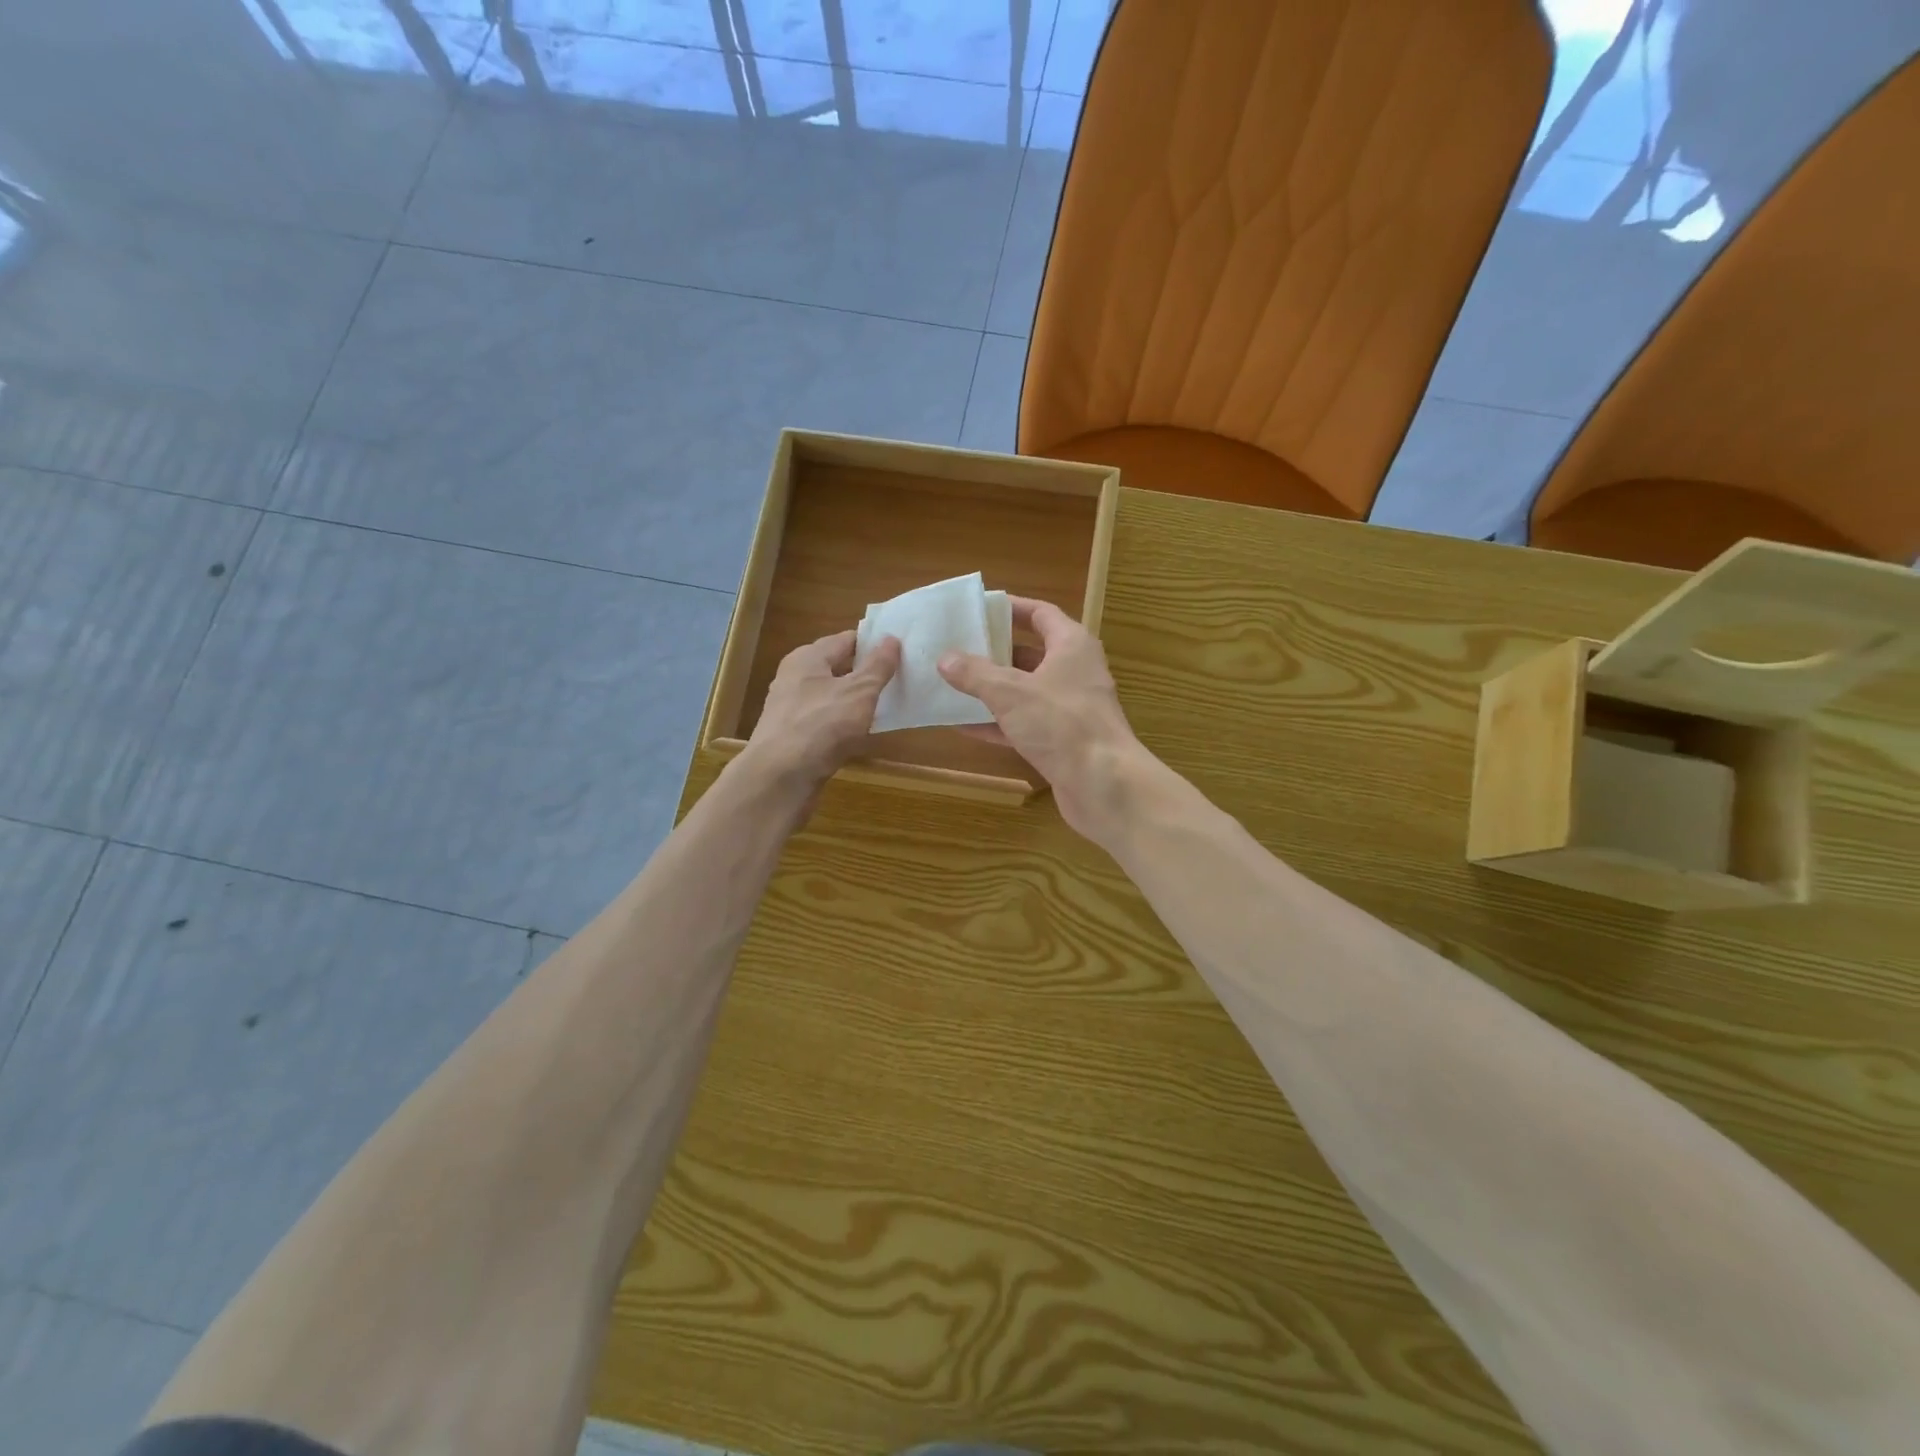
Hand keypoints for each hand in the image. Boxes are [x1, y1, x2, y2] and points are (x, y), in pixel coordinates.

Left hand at [744, 629, 900, 789]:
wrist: (781, 778)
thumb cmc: (822, 725)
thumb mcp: (859, 692)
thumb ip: (878, 666)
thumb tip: (892, 639)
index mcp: (807, 658)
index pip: (846, 639)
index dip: (873, 643)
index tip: (901, 649)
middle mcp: (795, 678)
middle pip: (837, 667)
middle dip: (866, 672)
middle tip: (901, 677)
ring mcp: (792, 709)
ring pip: (831, 697)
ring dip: (856, 700)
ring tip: (888, 705)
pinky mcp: (793, 737)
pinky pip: (826, 722)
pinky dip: (844, 724)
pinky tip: (863, 734)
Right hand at [937, 597, 1144, 840]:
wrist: (1104, 785)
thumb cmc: (1061, 724)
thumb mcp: (1010, 692)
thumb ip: (975, 673)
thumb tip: (945, 658)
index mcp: (1071, 646)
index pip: (1041, 614)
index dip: (1011, 608)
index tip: (978, 608)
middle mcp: (1074, 672)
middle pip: (1030, 653)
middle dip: (994, 652)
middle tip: (956, 648)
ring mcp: (1069, 709)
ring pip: (1025, 691)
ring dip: (992, 690)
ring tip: (952, 684)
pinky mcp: (1062, 741)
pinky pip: (1024, 724)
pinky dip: (997, 723)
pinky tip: (963, 725)